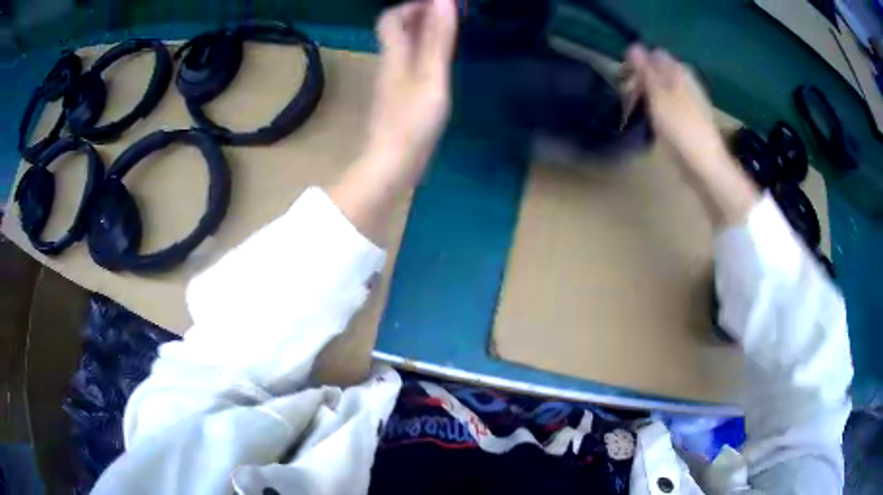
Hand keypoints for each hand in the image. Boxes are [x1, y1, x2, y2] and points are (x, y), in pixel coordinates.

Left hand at [365, 0, 457, 174]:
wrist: (392, 165)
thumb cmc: (412, 120)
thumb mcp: (430, 75)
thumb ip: (437, 38)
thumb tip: (442, 0)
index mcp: (394, 55)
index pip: (391, 18)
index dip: (412, 6)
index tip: (441, 5)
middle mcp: (390, 64)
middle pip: (398, 31)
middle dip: (422, 17)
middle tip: (452, 16)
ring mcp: (394, 82)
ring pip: (405, 48)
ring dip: (426, 34)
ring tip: (452, 33)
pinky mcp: (400, 99)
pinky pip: (411, 65)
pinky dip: (426, 54)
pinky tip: (443, 63)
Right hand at [624, 45, 727, 171]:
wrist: (705, 164)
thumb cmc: (680, 127)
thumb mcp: (657, 94)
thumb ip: (645, 69)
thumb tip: (633, 45)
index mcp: (679, 71)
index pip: (654, 54)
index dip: (637, 63)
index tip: (625, 79)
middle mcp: (686, 81)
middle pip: (659, 71)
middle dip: (641, 79)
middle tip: (629, 98)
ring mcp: (690, 101)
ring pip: (663, 88)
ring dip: (649, 95)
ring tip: (638, 111)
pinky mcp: (690, 119)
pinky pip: (669, 105)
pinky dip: (659, 109)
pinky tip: (655, 122)